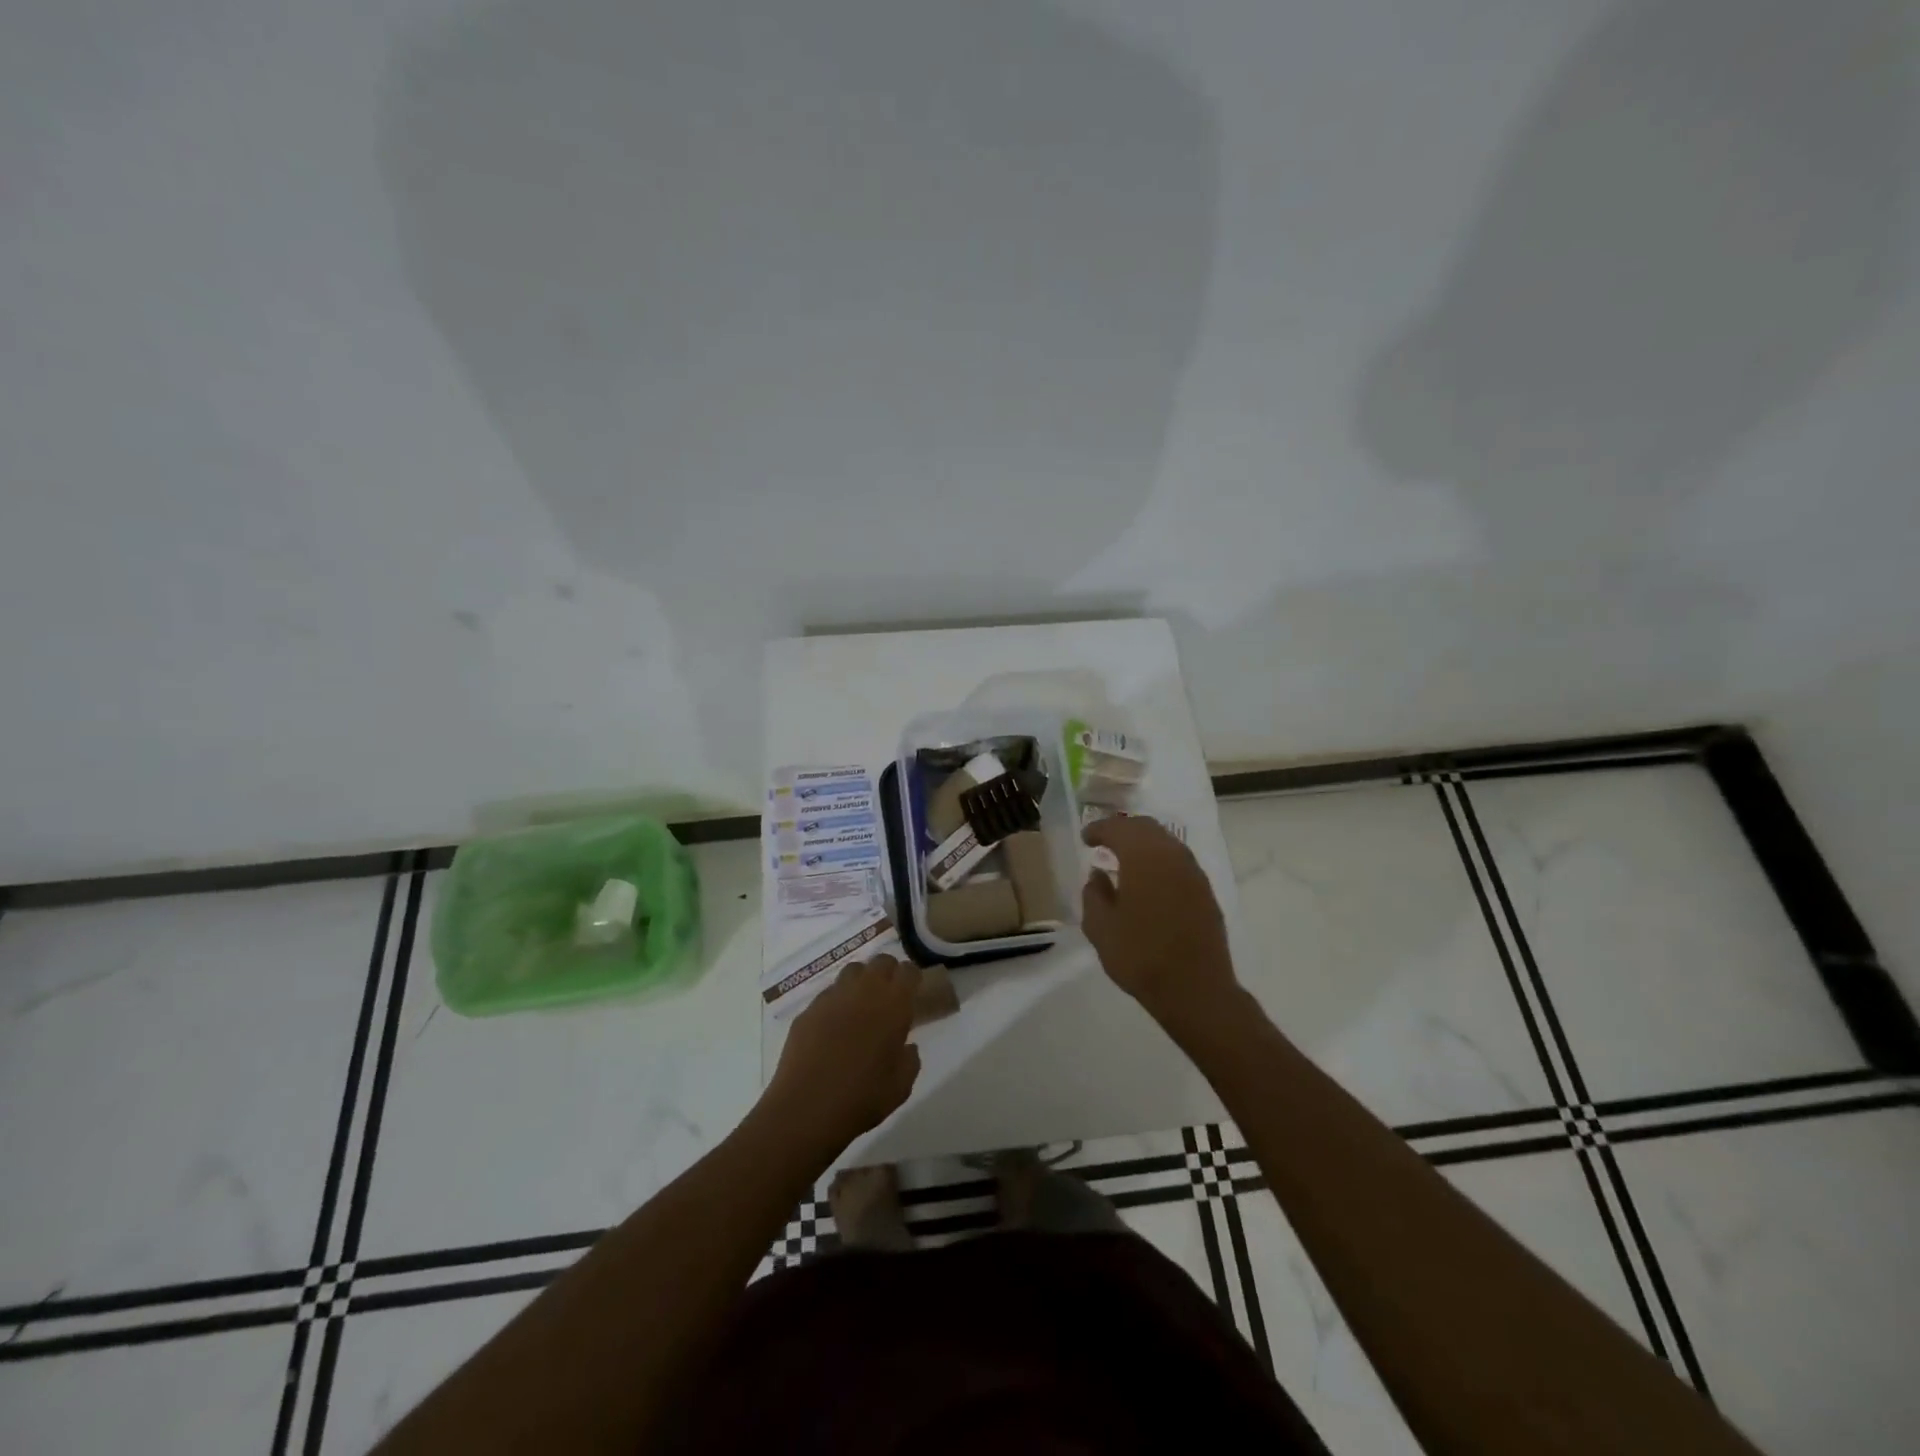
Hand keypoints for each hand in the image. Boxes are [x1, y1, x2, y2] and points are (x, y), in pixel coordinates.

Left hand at [764, 956, 922, 1156]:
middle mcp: (864, 991)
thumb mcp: (900, 1087)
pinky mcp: (809, 1010)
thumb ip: (910, 1060)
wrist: (806, 1109)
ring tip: (861, 1005)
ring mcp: (833, 997)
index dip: (912, 979)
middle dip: (888, 973)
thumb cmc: (862, 1099)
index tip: (913, 993)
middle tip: (889, 996)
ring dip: (862, 981)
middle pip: (881, 961)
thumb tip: (906, 1046)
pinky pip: (828, 994)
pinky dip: (837, 1002)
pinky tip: (834, 1027)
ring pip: (852, 970)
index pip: (908, 971)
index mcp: (893, 1005)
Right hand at [1081, 817, 1238, 1029]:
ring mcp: (1194, 873)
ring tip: (1125, 860)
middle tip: (1104, 842)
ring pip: (1166, 842)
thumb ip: (1094, 894)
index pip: (1118, 829)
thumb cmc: (1140, 956)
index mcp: (1143, 857)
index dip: (1099, 829)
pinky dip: (1160, 861)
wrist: (1196, 989)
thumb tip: (1098, 876)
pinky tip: (1150, 881)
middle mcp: (1172, 855)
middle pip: (1146, 828)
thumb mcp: (1100, 928)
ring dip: (1144, 844)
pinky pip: (1179, 862)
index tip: (1085, 839)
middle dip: (1123, 830)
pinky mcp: (1206, 892)